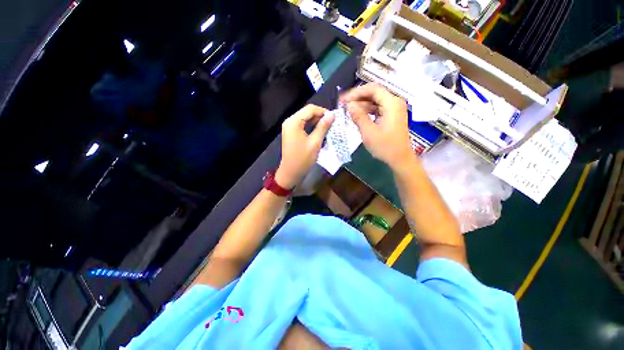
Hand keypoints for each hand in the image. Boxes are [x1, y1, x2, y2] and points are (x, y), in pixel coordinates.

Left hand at [275, 104, 334, 188]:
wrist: (291, 172)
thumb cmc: (303, 159)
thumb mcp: (315, 142)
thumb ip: (323, 127)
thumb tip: (332, 115)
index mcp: (294, 121)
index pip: (310, 109)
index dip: (323, 111)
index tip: (334, 118)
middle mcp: (290, 121)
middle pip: (307, 112)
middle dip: (320, 116)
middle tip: (332, 123)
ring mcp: (289, 127)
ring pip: (305, 119)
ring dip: (316, 122)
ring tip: (328, 127)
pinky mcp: (291, 133)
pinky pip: (303, 125)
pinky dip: (311, 127)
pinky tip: (319, 131)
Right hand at [340, 84, 412, 169]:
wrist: (399, 159)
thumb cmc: (385, 147)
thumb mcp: (369, 132)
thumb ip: (358, 116)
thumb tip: (349, 105)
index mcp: (392, 103)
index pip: (372, 89)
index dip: (356, 92)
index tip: (344, 100)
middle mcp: (394, 102)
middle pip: (374, 93)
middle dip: (357, 98)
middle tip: (343, 104)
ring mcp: (394, 109)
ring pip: (375, 101)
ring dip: (361, 105)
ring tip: (348, 111)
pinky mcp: (391, 116)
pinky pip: (377, 109)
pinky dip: (367, 111)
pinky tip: (357, 116)